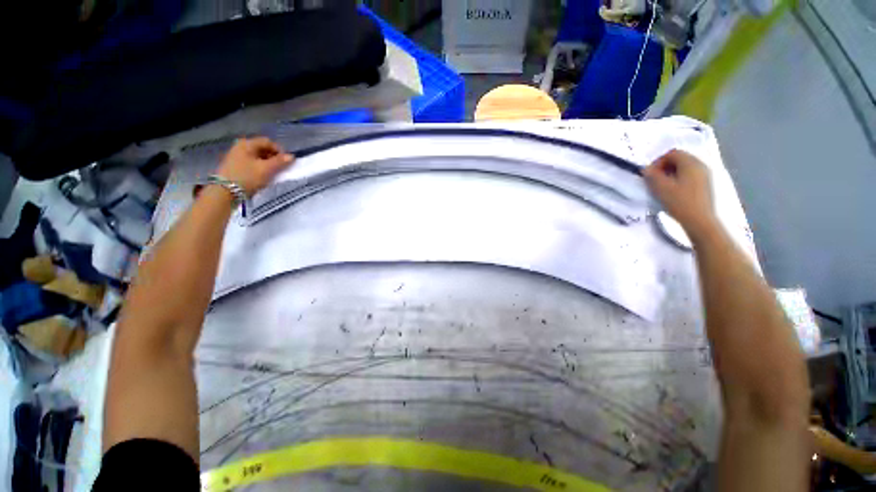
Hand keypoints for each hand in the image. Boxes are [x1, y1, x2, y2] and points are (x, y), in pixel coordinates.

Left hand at [215, 137, 294, 196]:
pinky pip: (252, 163)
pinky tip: (263, 176)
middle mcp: (241, 147)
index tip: (286, 162)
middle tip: (280, 169)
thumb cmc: (247, 177)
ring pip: (258, 156)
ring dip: (268, 163)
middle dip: (274, 158)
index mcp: (247, 144)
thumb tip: (292, 156)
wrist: (225, 191)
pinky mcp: (235, 165)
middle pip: (263, 148)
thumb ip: (280, 162)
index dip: (279, 151)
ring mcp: (237, 156)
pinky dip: (260, 167)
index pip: (268, 142)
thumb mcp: (266, 169)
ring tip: (273, 174)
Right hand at [644, 150, 718, 239]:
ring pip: (685, 167)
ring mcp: (705, 174)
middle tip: (654, 180)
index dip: (658, 161)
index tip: (650, 174)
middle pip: (680, 158)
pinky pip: (690, 175)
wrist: (699, 220)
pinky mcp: (705, 184)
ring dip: (671, 173)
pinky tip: (674, 191)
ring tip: (663, 186)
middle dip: (665, 167)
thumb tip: (646, 169)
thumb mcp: (661, 188)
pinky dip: (679, 178)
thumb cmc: (679, 202)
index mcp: (690, 163)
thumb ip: (652, 175)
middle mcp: (700, 165)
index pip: (672, 153)